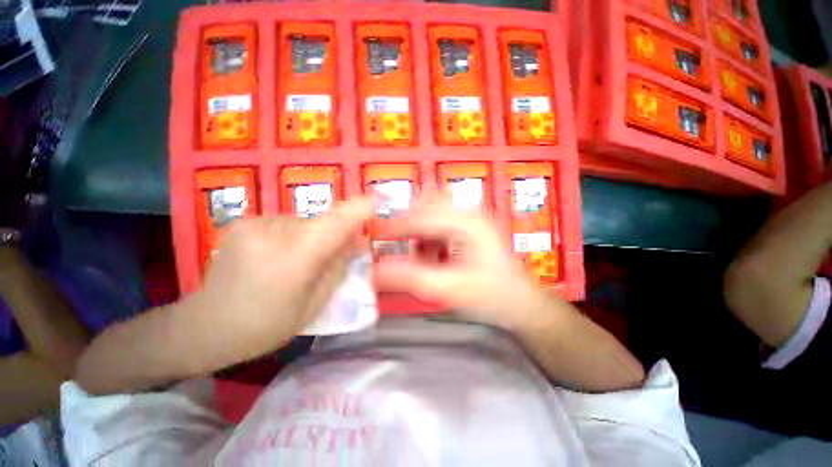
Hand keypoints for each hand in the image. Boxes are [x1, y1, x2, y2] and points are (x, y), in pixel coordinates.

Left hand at [185, 197, 374, 367]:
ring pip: (304, 223)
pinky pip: (285, 224)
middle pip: (321, 223)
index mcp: (294, 257)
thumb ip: (338, 267)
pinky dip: (292, 237)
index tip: (376, 202)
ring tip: (296, 263)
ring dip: (311, 238)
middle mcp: (273, 231)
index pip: (336, 222)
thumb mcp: (315, 303)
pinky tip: (276, 257)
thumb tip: (354, 242)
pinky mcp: (244, 221)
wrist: (204, 326)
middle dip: (333, 237)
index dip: (359, 209)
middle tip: (330, 260)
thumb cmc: (266, 324)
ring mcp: (254, 223)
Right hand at [375, 193, 549, 328]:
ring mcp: (470, 217)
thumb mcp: (448, 289)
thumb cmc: (489, 295)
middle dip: (408, 222)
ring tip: (420, 252)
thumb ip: (411, 279)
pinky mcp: (469, 225)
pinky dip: (430, 234)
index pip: (420, 216)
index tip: (377, 237)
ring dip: (420, 228)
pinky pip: (440, 220)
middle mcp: (468, 212)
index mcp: (465, 222)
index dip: (395, 226)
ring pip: (432, 209)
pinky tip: (433, 253)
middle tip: (396, 242)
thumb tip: (376, 271)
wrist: (519, 301)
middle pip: (426, 204)